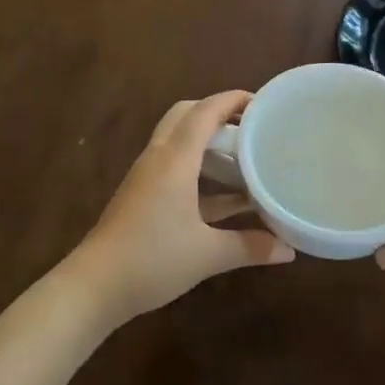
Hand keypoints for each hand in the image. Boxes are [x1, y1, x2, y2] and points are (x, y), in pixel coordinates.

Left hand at [64, 90, 293, 323]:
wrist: (95, 285)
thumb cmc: (153, 259)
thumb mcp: (207, 254)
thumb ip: (250, 247)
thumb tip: (289, 249)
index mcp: (174, 159)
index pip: (205, 111)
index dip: (233, 100)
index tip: (263, 103)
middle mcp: (158, 157)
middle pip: (186, 115)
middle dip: (217, 112)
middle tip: (250, 126)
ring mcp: (146, 176)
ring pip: (177, 139)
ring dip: (206, 139)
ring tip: (241, 154)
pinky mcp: (141, 194)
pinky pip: (173, 165)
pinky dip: (197, 167)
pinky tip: (223, 196)